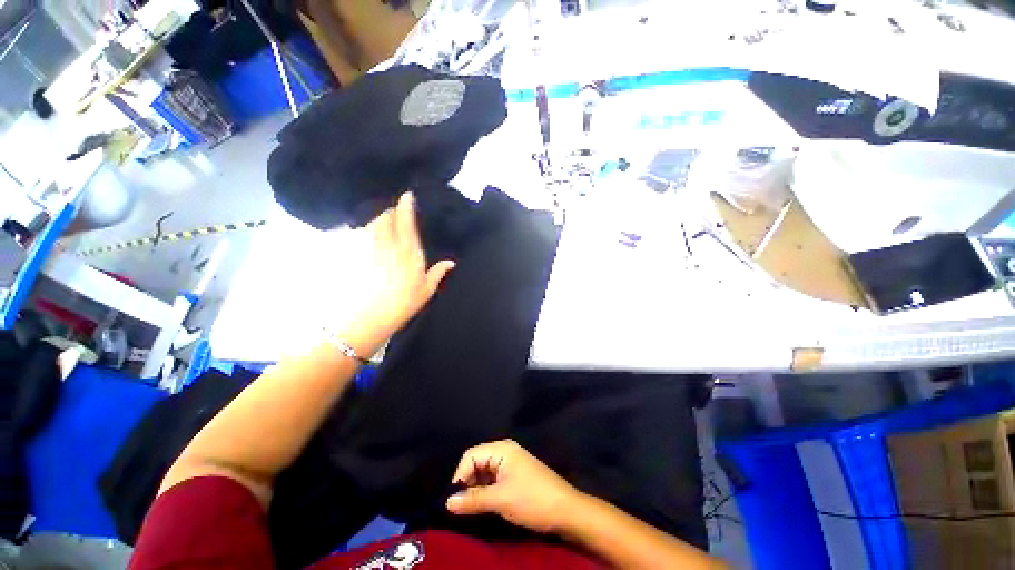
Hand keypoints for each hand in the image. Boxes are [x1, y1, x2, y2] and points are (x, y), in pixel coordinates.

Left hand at [348, 192, 454, 348]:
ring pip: (372, 224)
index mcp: (409, 252)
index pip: (406, 221)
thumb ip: (437, 273)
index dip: (406, 206)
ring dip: (378, 222)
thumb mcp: (425, 291)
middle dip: (391, 213)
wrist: (366, 317)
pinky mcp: (352, 253)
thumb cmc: (401, 305)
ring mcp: (367, 247)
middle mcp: (388, 244)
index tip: (407, 196)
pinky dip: (364, 234)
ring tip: (382, 229)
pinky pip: (358, 235)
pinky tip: (366, 244)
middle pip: (386, 218)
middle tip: (395, 216)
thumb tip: (450, 262)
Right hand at [446, 440, 583, 533]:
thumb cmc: (532, 500)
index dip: (460, 475)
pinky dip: (486, 490)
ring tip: (471, 508)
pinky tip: (484, 504)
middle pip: (477, 462)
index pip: (471, 455)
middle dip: (467, 482)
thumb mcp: (500, 500)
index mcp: (502, 449)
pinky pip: (494, 479)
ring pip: (485, 472)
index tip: (454, 500)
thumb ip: (473, 499)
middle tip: (461, 506)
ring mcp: (512, 463)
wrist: (566, 510)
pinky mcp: (516, 476)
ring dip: (476, 488)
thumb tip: (447, 502)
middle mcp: (505, 451)